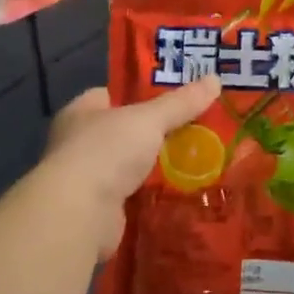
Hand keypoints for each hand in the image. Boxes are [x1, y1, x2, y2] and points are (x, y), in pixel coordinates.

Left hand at [39, 76, 222, 257]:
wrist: (80, 214)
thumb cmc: (106, 151)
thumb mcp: (149, 119)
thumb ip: (180, 103)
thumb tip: (215, 79)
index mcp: (81, 112)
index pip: (111, 94)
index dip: (140, 92)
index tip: (174, 95)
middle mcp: (78, 143)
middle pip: (124, 130)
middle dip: (155, 131)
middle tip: (195, 127)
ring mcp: (87, 179)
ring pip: (130, 164)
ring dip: (155, 165)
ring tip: (196, 158)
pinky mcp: (99, 210)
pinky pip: (134, 195)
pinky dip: (153, 194)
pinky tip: (181, 190)